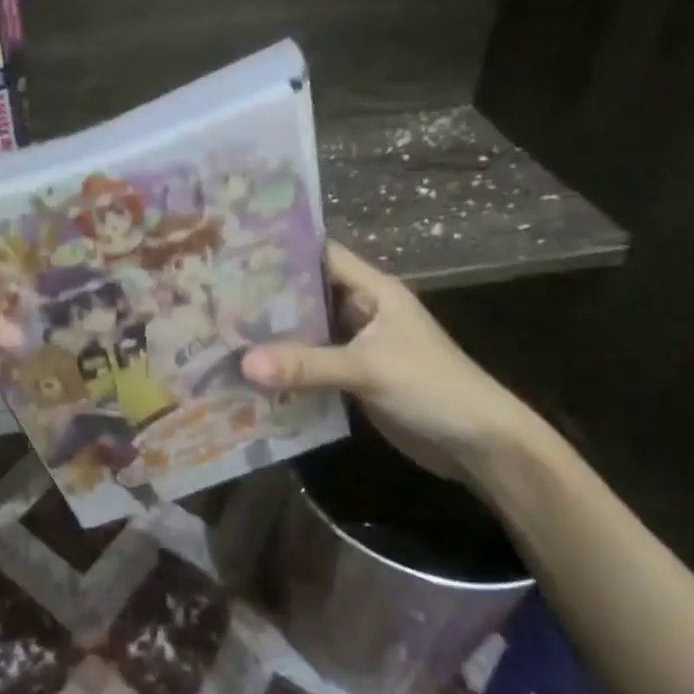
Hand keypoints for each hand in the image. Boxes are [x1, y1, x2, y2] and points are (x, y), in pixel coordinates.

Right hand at [240, 241, 535, 479]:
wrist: (478, 445)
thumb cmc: (432, 387)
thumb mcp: (368, 368)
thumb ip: (307, 365)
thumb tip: (243, 363)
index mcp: (373, 291)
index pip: (322, 255)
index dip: (283, 249)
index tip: (235, 248)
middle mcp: (363, 311)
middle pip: (308, 295)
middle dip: (267, 297)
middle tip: (214, 293)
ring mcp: (358, 346)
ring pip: (308, 332)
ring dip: (274, 336)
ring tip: (220, 330)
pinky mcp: (354, 378)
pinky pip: (312, 366)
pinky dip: (286, 368)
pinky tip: (249, 372)